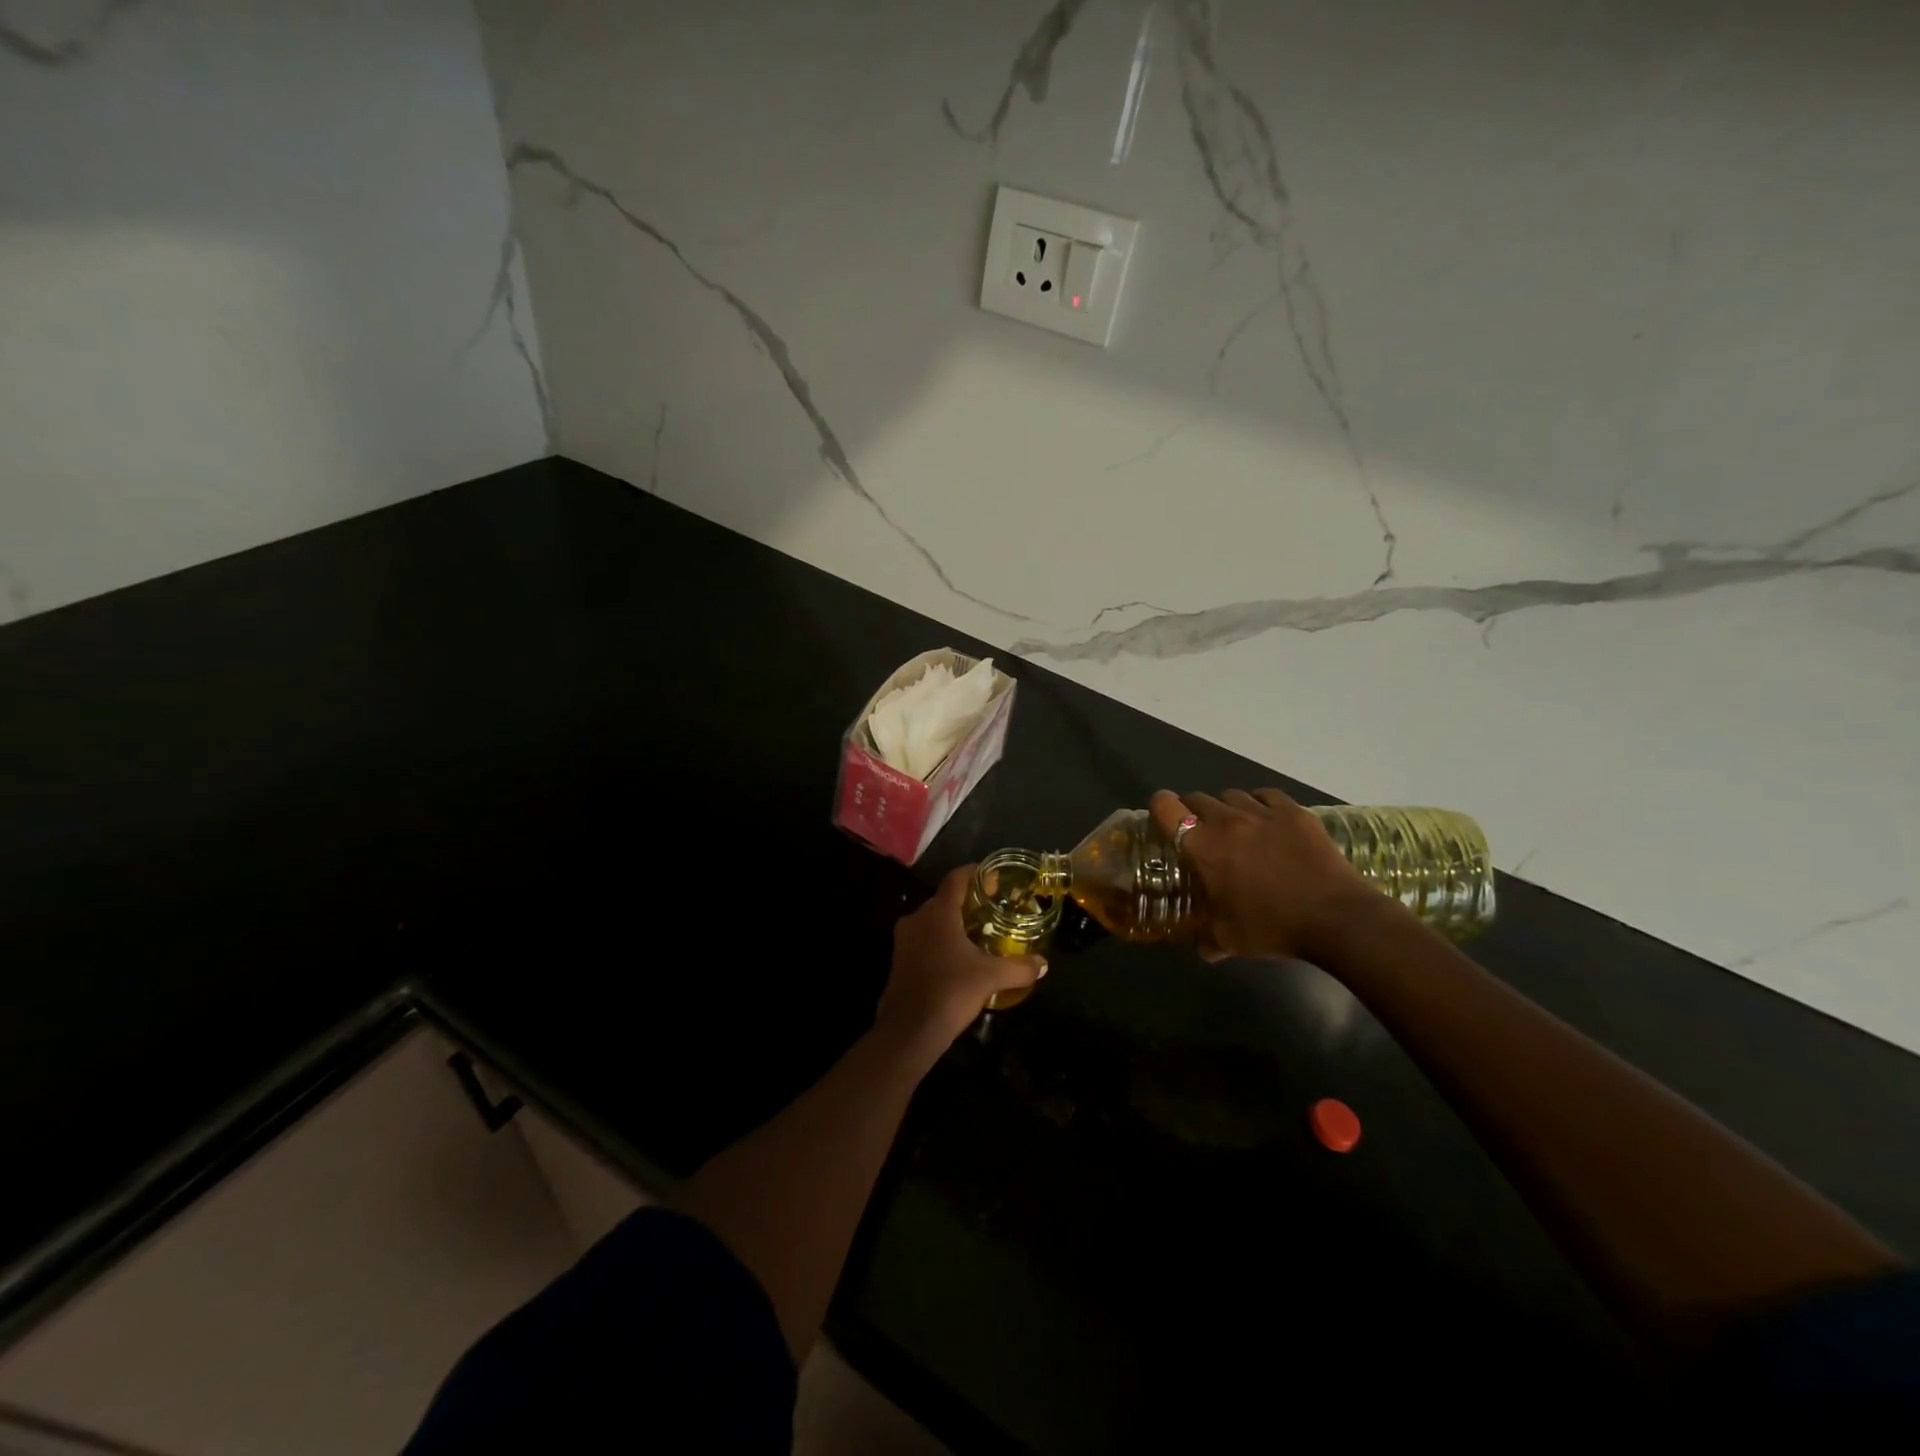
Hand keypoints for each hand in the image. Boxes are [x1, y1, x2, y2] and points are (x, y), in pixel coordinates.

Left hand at [877, 867, 1046, 1054]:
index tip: (992, 877)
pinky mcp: (899, 961)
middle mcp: (917, 919)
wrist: (909, 1030)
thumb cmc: (951, 991)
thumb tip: (1043, 964)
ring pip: (932, 921)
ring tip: (977, 933)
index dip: (974, 873)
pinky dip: (941, 942)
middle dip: (966, 902)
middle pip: (944, 900)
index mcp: (938, 913)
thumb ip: (1019, 968)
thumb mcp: (991, 978)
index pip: (956, 879)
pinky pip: (923, 940)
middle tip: (991, 909)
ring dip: (952, 924)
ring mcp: (904, 940)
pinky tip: (958, 958)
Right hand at [1149, 788, 1377, 961]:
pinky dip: (1260, 803)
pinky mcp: (1295, 813)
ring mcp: (1263, 812)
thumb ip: (1207, 938)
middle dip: (1191, 810)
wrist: (1335, 917)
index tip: (1161, 819)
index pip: (1166, 808)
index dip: (1159, 808)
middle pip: (1197, 798)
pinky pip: (1267, 795)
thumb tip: (1202, 947)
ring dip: (1226, 807)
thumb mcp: (1228, 940)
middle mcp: (1227, 821)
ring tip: (1235, 827)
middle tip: (1199, 832)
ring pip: (1232, 794)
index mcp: (1202, 847)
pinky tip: (1267, 821)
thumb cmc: (1272, 926)